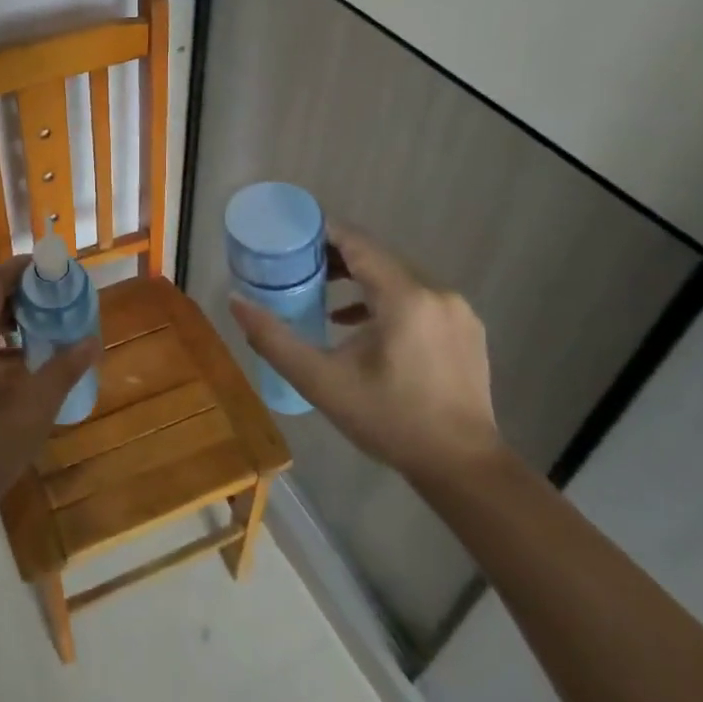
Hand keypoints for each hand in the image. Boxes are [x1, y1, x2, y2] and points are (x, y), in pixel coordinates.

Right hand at [229, 224, 500, 485]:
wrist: (463, 468)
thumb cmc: (389, 421)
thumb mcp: (321, 381)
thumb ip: (274, 338)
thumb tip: (236, 301)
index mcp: (405, 297)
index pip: (357, 242)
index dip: (321, 233)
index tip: (289, 237)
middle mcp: (437, 292)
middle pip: (377, 256)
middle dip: (336, 257)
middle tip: (297, 268)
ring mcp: (457, 310)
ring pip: (398, 277)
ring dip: (360, 279)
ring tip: (322, 295)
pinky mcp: (466, 329)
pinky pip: (418, 297)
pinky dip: (385, 300)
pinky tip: (359, 325)